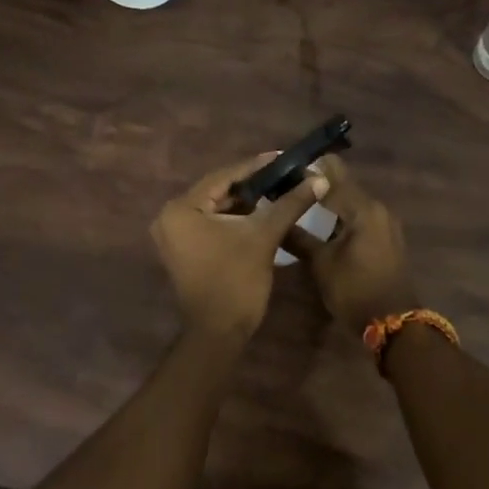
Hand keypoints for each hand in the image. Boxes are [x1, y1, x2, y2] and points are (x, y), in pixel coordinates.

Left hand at [151, 154, 329, 338]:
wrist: (219, 332)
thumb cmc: (237, 281)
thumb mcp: (264, 236)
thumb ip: (289, 204)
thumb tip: (318, 179)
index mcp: (181, 209)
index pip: (224, 177)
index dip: (257, 166)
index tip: (284, 157)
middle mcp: (170, 217)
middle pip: (218, 192)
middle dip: (253, 184)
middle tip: (284, 174)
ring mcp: (174, 236)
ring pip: (216, 209)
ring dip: (246, 202)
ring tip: (279, 190)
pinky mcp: (183, 250)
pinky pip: (211, 224)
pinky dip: (235, 219)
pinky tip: (261, 213)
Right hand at [280, 154, 417, 334]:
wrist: (394, 322)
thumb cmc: (355, 290)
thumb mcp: (321, 264)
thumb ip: (298, 237)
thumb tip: (274, 218)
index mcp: (363, 208)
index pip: (333, 173)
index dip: (307, 169)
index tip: (282, 170)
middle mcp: (378, 208)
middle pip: (343, 184)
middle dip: (316, 184)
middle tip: (286, 188)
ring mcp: (385, 223)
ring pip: (351, 201)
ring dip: (328, 201)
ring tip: (299, 204)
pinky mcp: (385, 237)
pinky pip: (359, 216)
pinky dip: (340, 215)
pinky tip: (320, 224)